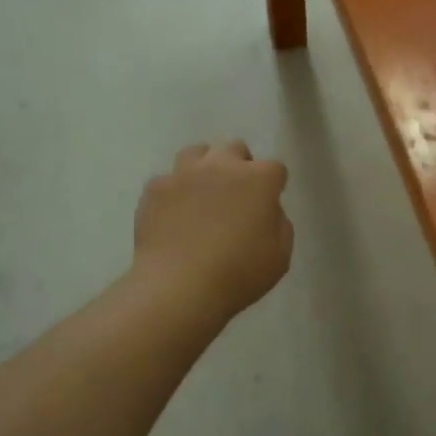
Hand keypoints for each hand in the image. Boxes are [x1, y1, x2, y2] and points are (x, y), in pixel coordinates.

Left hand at [134, 141, 292, 320]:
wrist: (179, 287)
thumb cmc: (238, 274)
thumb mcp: (280, 256)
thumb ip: (279, 224)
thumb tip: (267, 210)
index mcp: (258, 179)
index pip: (274, 168)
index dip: (273, 186)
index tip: (267, 205)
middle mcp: (222, 165)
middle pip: (235, 148)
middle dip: (239, 166)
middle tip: (235, 196)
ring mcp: (184, 173)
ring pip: (197, 153)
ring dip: (204, 168)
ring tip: (202, 195)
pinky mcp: (155, 187)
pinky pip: (168, 180)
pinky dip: (174, 192)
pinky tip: (173, 215)